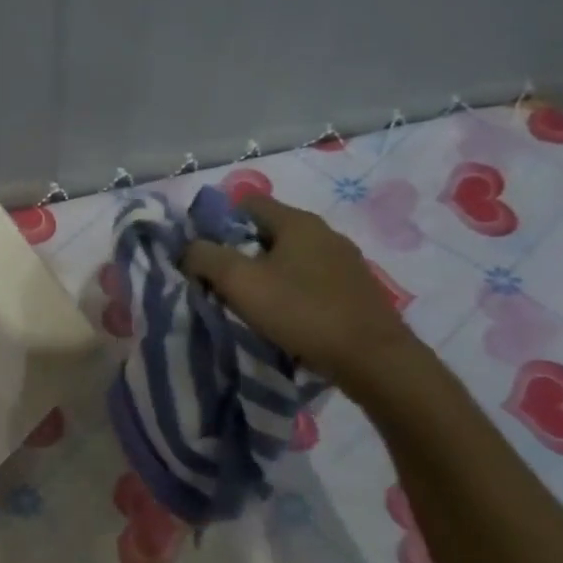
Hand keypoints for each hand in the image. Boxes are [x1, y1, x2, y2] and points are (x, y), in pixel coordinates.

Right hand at [180, 192, 423, 392]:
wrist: (373, 359)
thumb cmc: (301, 311)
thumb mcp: (239, 282)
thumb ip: (205, 257)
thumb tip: (189, 249)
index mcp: (297, 222)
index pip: (247, 202)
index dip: (218, 221)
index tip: (202, 251)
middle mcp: (324, 233)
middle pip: (268, 231)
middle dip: (240, 251)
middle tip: (220, 281)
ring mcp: (345, 262)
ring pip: (290, 257)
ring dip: (266, 273)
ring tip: (249, 302)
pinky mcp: (355, 290)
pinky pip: (310, 280)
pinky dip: (291, 290)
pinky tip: (284, 316)